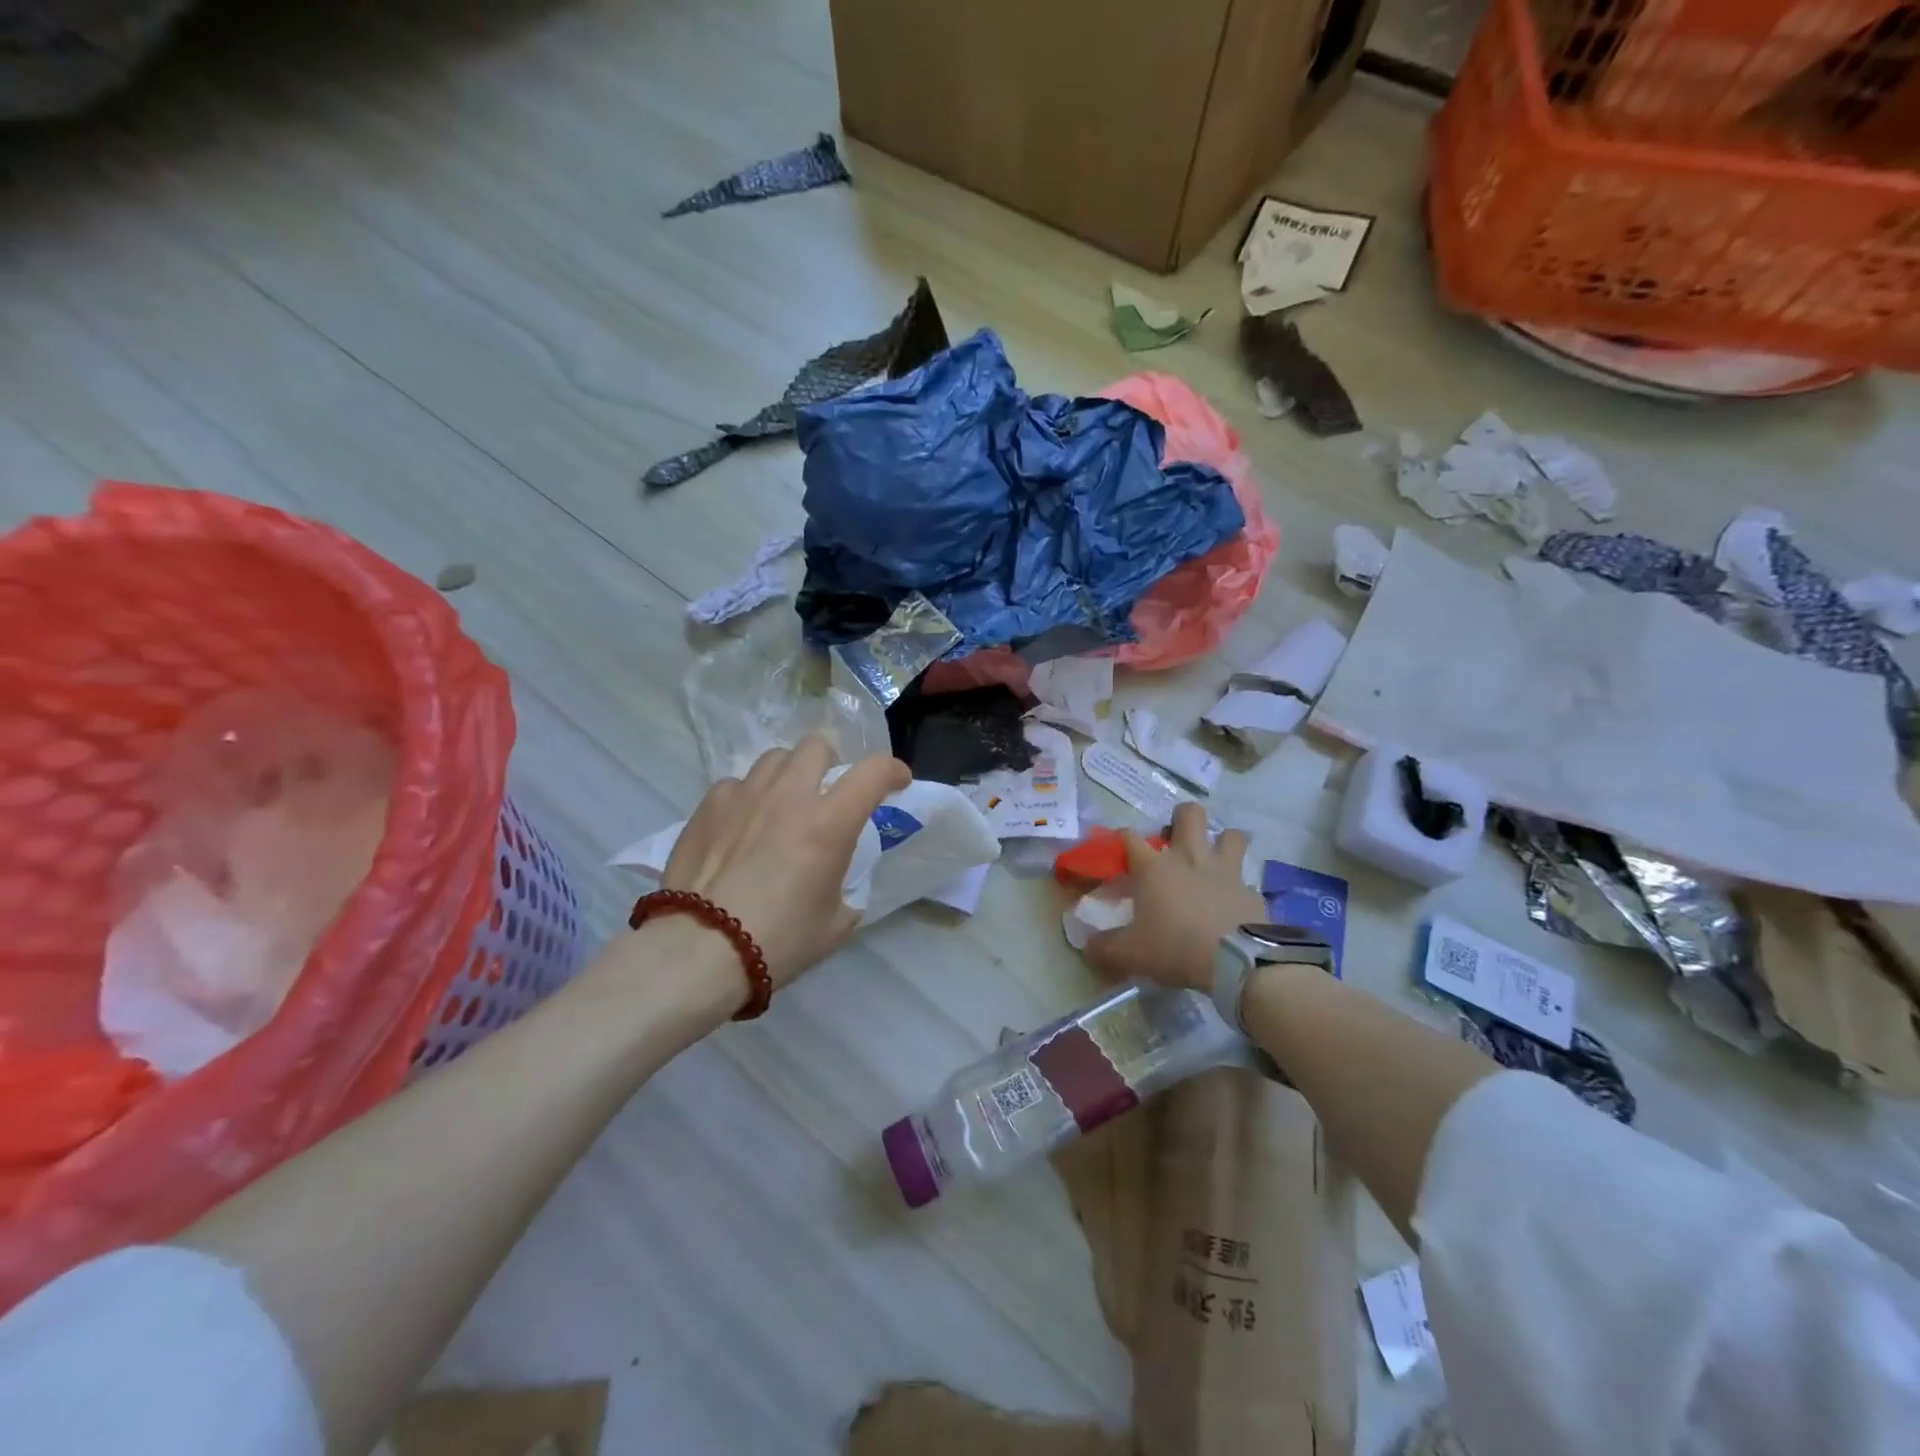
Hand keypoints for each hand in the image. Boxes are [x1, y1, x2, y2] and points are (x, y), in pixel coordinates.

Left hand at [660, 737, 909, 990]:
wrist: (700, 951)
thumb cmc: (778, 941)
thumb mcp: (834, 925)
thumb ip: (845, 894)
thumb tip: (839, 889)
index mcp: (830, 823)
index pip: (873, 772)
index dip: (893, 770)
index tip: (896, 783)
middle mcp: (790, 796)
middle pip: (817, 746)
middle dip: (831, 763)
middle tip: (827, 792)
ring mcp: (745, 795)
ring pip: (775, 758)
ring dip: (789, 774)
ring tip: (782, 803)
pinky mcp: (708, 806)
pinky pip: (736, 784)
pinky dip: (747, 797)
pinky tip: (741, 824)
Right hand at [1083, 803, 1264, 991]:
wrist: (1236, 962)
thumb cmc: (1175, 948)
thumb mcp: (1132, 954)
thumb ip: (1106, 948)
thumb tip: (1087, 948)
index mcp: (1154, 868)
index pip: (1129, 837)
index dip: (1121, 837)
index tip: (1119, 847)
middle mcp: (1189, 858)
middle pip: (1190, 814)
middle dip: (1182, 818)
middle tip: (1175, 839)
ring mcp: (1225, 870)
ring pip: (1230, 834)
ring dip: (1222, 841)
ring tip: (1214, 858)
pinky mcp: (1251, 890)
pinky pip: (1246, 878)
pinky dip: (1239, 886)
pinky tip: (1234, 902)